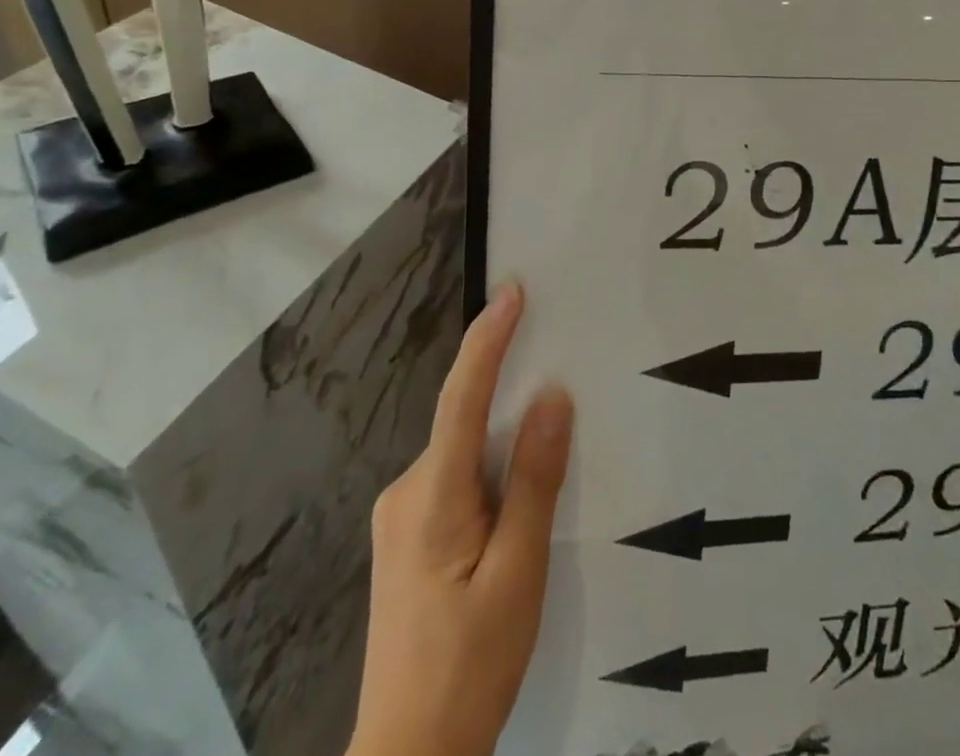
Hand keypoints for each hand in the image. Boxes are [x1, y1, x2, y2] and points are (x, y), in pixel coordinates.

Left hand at [349, 284, 572, 755]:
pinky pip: (455, 478)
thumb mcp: (519, 575)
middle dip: (508, 393)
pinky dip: (489, 471)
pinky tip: (515, 505)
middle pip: (463, 421)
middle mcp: (407, 492)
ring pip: (462, 452)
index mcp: (432, 498)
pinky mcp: (407, 538)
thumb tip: (551, 398)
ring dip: (502, 442)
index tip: (514, 291)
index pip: (462, 397)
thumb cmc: (470, 668)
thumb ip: (534, 482)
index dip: (488, 339)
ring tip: (548, 456)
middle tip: (559, 376)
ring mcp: (401, 517)